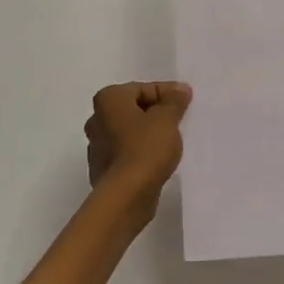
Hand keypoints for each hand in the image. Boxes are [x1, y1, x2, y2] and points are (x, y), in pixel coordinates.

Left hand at [85, 81, 191, 212]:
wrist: (126, 195)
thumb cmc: (145, 148)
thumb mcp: (167, 119)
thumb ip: (174, 101)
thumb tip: (180, 89)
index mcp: (108, 99)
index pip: (142, 88)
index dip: (167, 93)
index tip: (187, 101)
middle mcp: (97, 118)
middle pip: (133, 108)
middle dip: (156, 112)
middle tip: (181, 119)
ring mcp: (97, 145)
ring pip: (129, 131)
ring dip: (148, 133)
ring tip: (172, 140)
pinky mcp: (103, 168)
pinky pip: (127, 152)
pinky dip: (141, 151)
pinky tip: (158, 159)